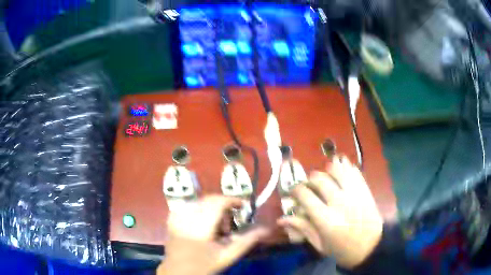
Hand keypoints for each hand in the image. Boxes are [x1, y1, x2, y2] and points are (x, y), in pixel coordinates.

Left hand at [158, 196, 268, 274]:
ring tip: (216, 225)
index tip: (244, 205)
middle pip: (209, 199)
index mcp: (200, 227)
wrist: (178, 271)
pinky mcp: (172, 218)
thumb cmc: (205, 265)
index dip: (233, 200)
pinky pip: (189, 205)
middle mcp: (187, 217)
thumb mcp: (228, 255)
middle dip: (223, 205)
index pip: (218, 202)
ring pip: (200, 200)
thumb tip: (266, 229)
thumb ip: (247, 241)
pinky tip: (202, 223)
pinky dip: (200, 209)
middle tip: (230, 221)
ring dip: (212, 207)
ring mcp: (177, 216)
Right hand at [278, 155, 382, 268]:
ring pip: (336, 169)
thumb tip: (281, 219)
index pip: (304, 194)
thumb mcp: (319, 244)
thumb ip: (302, 228)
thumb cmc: (342, 250)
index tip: (295, 193)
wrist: (371, 247)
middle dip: (310, 180)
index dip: (296, 190)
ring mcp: (354, 193)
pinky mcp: (365, 189)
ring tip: (326, 179)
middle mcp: (339, 202)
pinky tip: (340, 174)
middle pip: (319, 179)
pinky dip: (344, 168)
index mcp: (325, 219)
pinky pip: (353, 170)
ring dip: (327, 171)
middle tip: (310, 188)